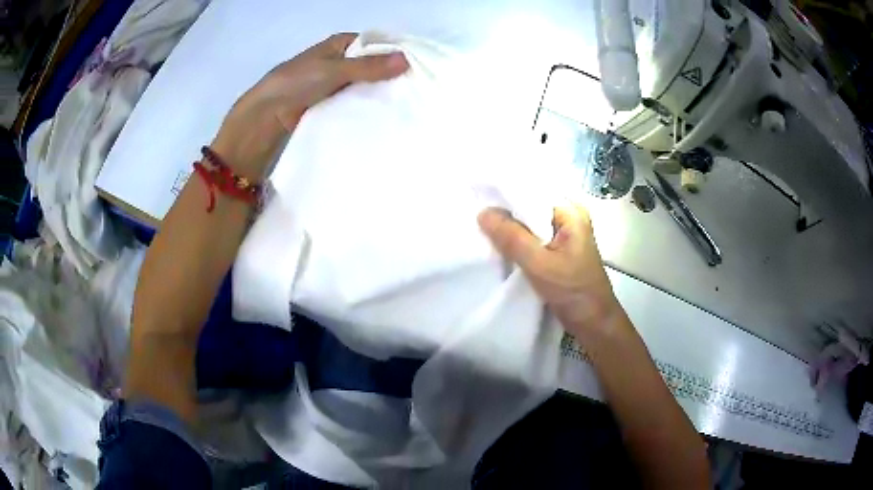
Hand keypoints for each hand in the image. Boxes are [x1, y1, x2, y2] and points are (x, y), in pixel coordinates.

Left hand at [212, 33, 408, 178]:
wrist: (266, 117)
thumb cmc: (296, 83)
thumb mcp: (334, 69)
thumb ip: (368, 66)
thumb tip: (406, 60)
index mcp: (338, 45)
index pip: (373, 43)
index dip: (392, 51)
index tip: (417, 64)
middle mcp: (338, 62)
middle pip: (370, 65)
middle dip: (389, 74)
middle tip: (417, 86)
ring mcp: (334, 85)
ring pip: (364, 85)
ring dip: (379, 92)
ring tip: (407, 102)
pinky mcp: (331, 105)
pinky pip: (354, 102)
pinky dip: (367, 106)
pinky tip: (385, 114)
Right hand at [478, 205, 623, 340]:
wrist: (593, 323)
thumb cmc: (573, 292)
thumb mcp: (540, 264)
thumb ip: (512, 238)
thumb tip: (482, 212)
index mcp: (570, 211)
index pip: (532, 191)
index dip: (504, 193)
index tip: (477, 195)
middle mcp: (567, 217)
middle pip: (529, 206)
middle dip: (504, 211)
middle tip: (473, 212)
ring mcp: (562, 234)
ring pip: (528, 224)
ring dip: (508, 228)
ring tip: (479, 226)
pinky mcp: (556, 250)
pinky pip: (530, 238)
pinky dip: (515, 241)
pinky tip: (496, 244)